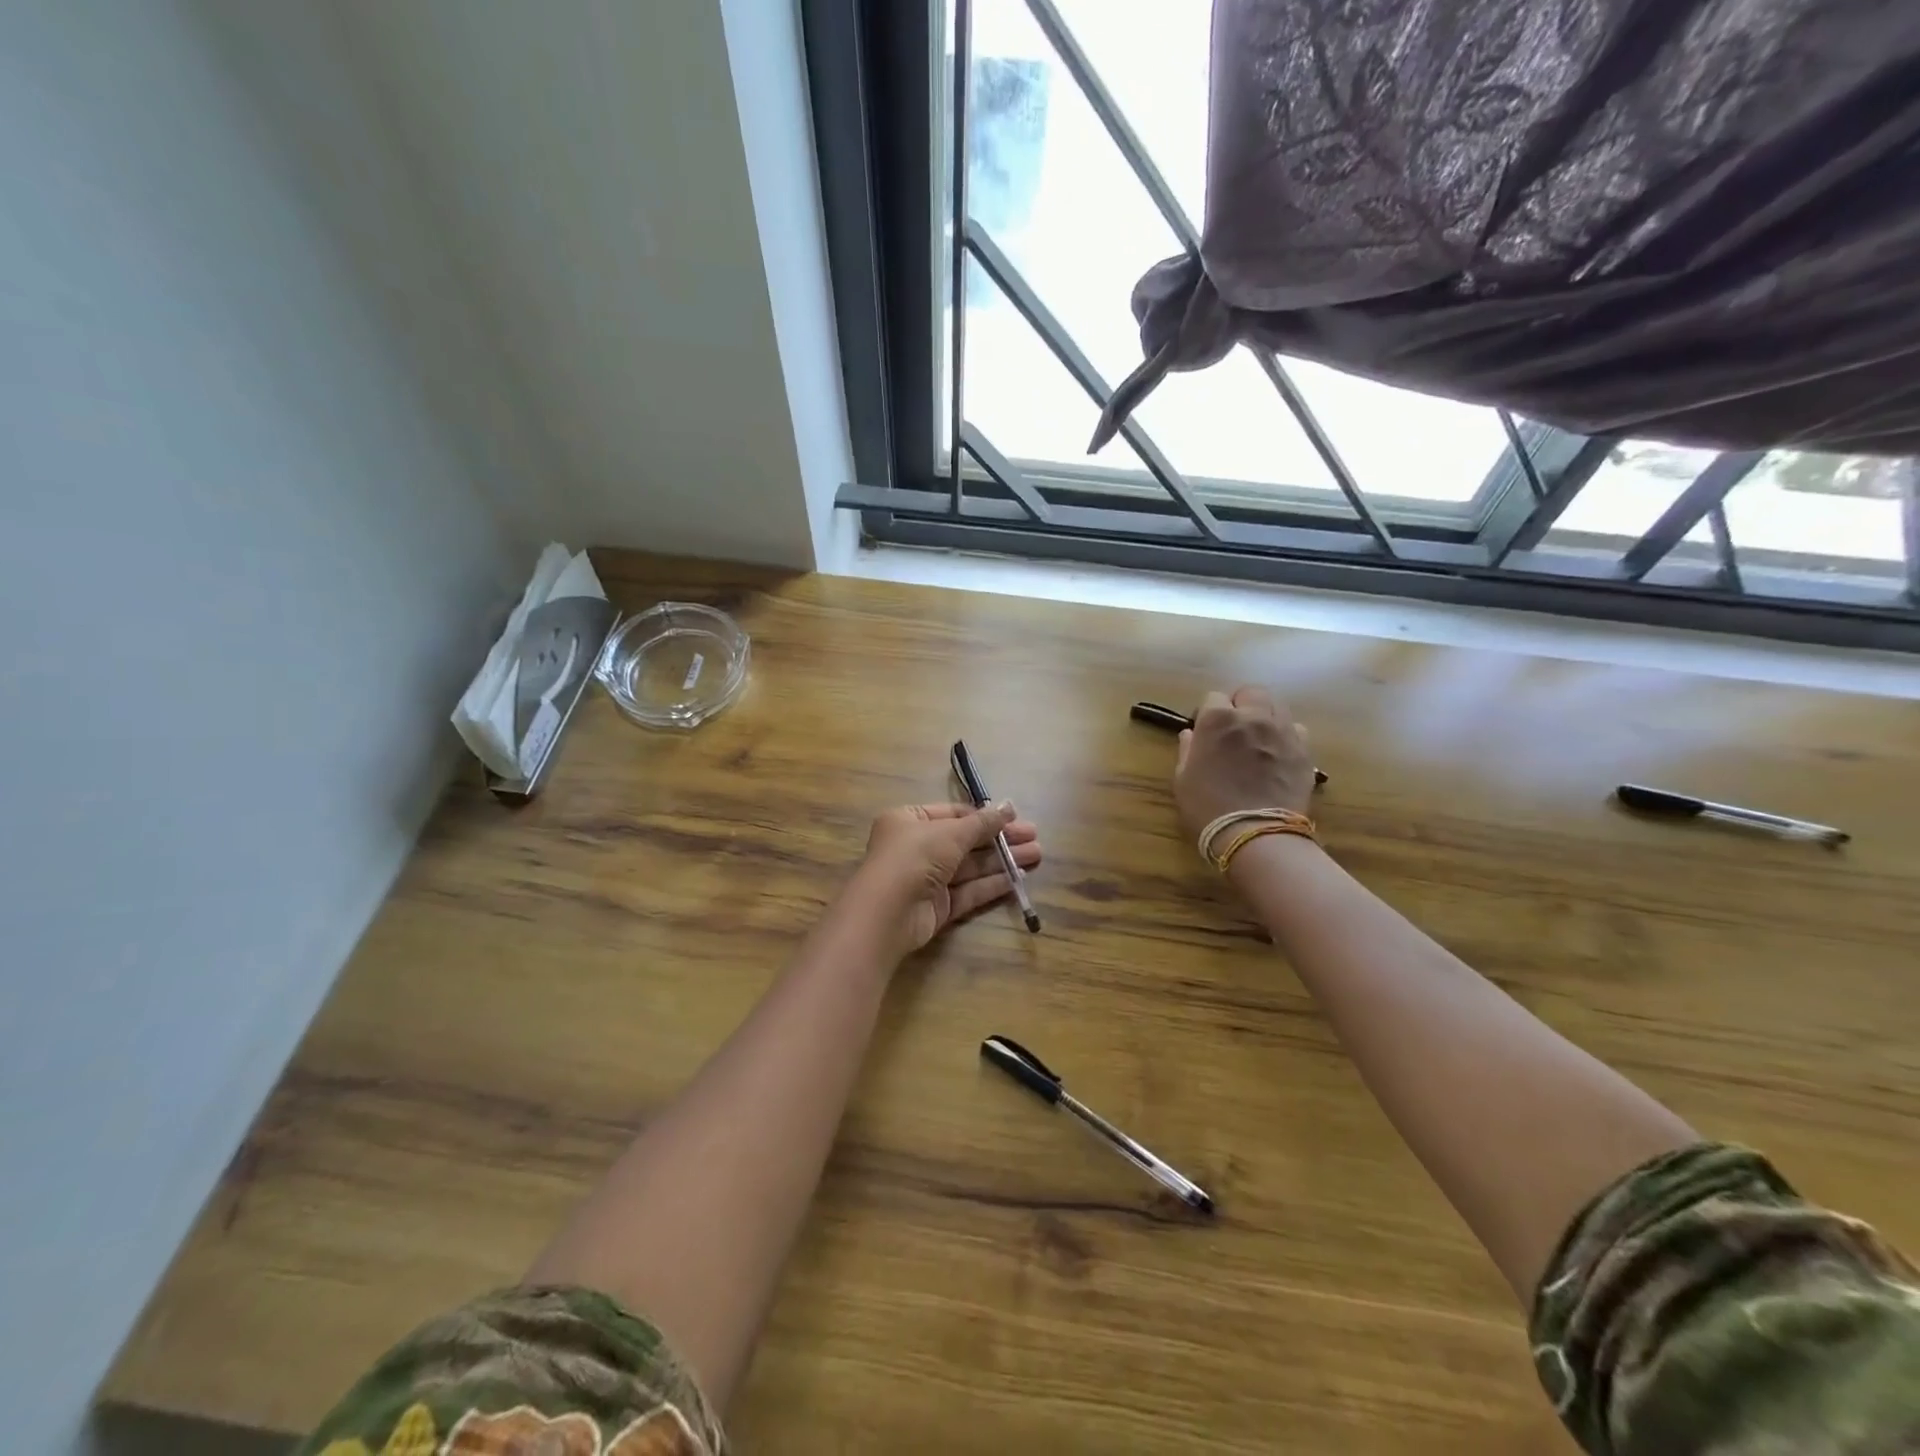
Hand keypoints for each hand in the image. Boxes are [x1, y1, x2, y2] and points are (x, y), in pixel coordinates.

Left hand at [851, 802, 1042, 953]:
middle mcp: (916, 848)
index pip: (953, 814)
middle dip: (999, 839)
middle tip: (1034, 837)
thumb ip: (982, 823)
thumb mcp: (951, 832)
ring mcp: (926, 879)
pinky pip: (968, 891)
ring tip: (1036, 855)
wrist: (887, 913)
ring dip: (1002, 860)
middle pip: (965, 841)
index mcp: (909, 820)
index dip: (984, 816)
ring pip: (970, 867)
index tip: (1015, 816)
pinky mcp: (937, 907)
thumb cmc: (914, 857)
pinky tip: (1017, 878)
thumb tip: (1009, 807)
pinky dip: (991, 884)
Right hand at [1173, 687, 1315, 844]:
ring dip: (1265, 715)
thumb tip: (1191, 734)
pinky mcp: (1304, 750)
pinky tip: (1278, 754)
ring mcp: (1283, 731)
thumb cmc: (1208, 806)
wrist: (1255, 833)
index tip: (1204, 731)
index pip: (1213, 698)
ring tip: (1258, 738)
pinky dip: (1286, 735)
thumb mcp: (1183, 779)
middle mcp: (1253, 716)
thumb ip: (1187, 750)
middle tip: (1234, 728)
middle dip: (1241, 704)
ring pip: (1277, 706)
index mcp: (1218, 719)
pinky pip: (1297, 730)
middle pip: (1251, 692)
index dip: (1207, 713)